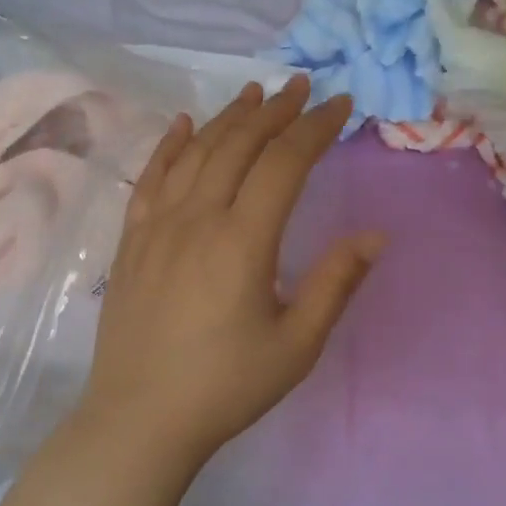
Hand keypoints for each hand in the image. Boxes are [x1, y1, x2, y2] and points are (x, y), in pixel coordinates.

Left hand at [78, 76, 384, 464]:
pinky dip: (169, 145)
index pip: (284, 164)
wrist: (140, 419)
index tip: (340, 105)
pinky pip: (150, 178)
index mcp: (242, 241)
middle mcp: (197, 219)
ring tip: (253, 93)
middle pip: (238, 146)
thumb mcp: (296, 344)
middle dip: (274, 111)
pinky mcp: (131, 241)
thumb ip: (335, 283)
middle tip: (301, 87)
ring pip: (195, 153)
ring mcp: (157, 226)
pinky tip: (182, 125)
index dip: (315, 129)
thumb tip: (374, 236)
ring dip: (227, 118)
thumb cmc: (226, 387)